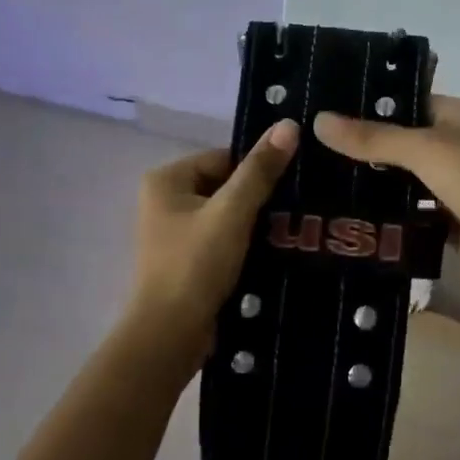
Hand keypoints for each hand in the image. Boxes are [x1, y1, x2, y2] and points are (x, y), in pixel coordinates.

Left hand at [124, 120, 299, 361]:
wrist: (170, 335)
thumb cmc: (195, 265)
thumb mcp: (232, 212)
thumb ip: (260, 170)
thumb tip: (289, 124)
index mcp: (167, 179)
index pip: (224, 158)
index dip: (257, 171)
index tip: (291, 186)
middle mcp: (164, 200)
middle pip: (225, 185)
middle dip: (258, 198)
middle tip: (295, 210)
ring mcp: (173, 233)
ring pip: (226, 215)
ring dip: (254, 223)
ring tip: (290, 231)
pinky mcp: (185, 260)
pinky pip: (221, 240)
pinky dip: (243, 244)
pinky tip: (271, 253)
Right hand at [313, 96, 459, 288]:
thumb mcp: (424, 149)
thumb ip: (373, 137)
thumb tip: (319, 120)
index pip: (412, 101)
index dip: (375, 106)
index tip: (331, 113)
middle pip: (409, 140)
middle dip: (371, 147)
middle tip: (319, 150)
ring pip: (410, 178)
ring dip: (380, 182)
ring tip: (327, 180)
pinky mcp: (456, 219)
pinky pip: (417, 209)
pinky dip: (394, 212)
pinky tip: (356, 213)